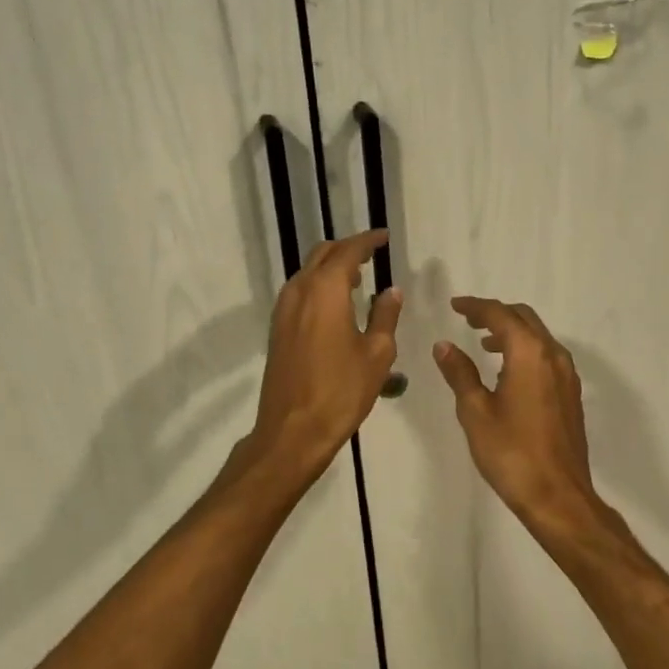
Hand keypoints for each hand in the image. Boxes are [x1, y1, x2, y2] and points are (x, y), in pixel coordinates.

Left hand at [247, 230, 400, 485]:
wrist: (292, 430)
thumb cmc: (341, 391)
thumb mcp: (376, 353)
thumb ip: (384, 316)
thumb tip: (391, 291)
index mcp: (325, 290)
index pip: (348, 251)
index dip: (368, 241)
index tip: (384, 237)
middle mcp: (299, 291)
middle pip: (322, 254)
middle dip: (347, 249)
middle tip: (372, 254)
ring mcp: (283, 310)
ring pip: (308, 272)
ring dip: (331, 267)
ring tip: (358, 277)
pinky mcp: (278, 328)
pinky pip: (300, 292)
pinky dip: (319, 286)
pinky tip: (337, 304)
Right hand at [433, 296, 598, 532]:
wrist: (558, 497)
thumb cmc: (511, 453)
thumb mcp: (475, 411)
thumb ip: (460, 373)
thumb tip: (444, 345)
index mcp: (529, 353)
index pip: (500, 314)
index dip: (475, 306)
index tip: (455, 305)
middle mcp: (553, 355)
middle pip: (524, 318)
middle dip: (495, 314)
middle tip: (468, 319)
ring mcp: (567, 375)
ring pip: (538, 337)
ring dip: (512, 332)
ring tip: (484, 343)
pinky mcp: (571, 394)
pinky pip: (546, 356)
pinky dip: (525, 350)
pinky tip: (507, 371)